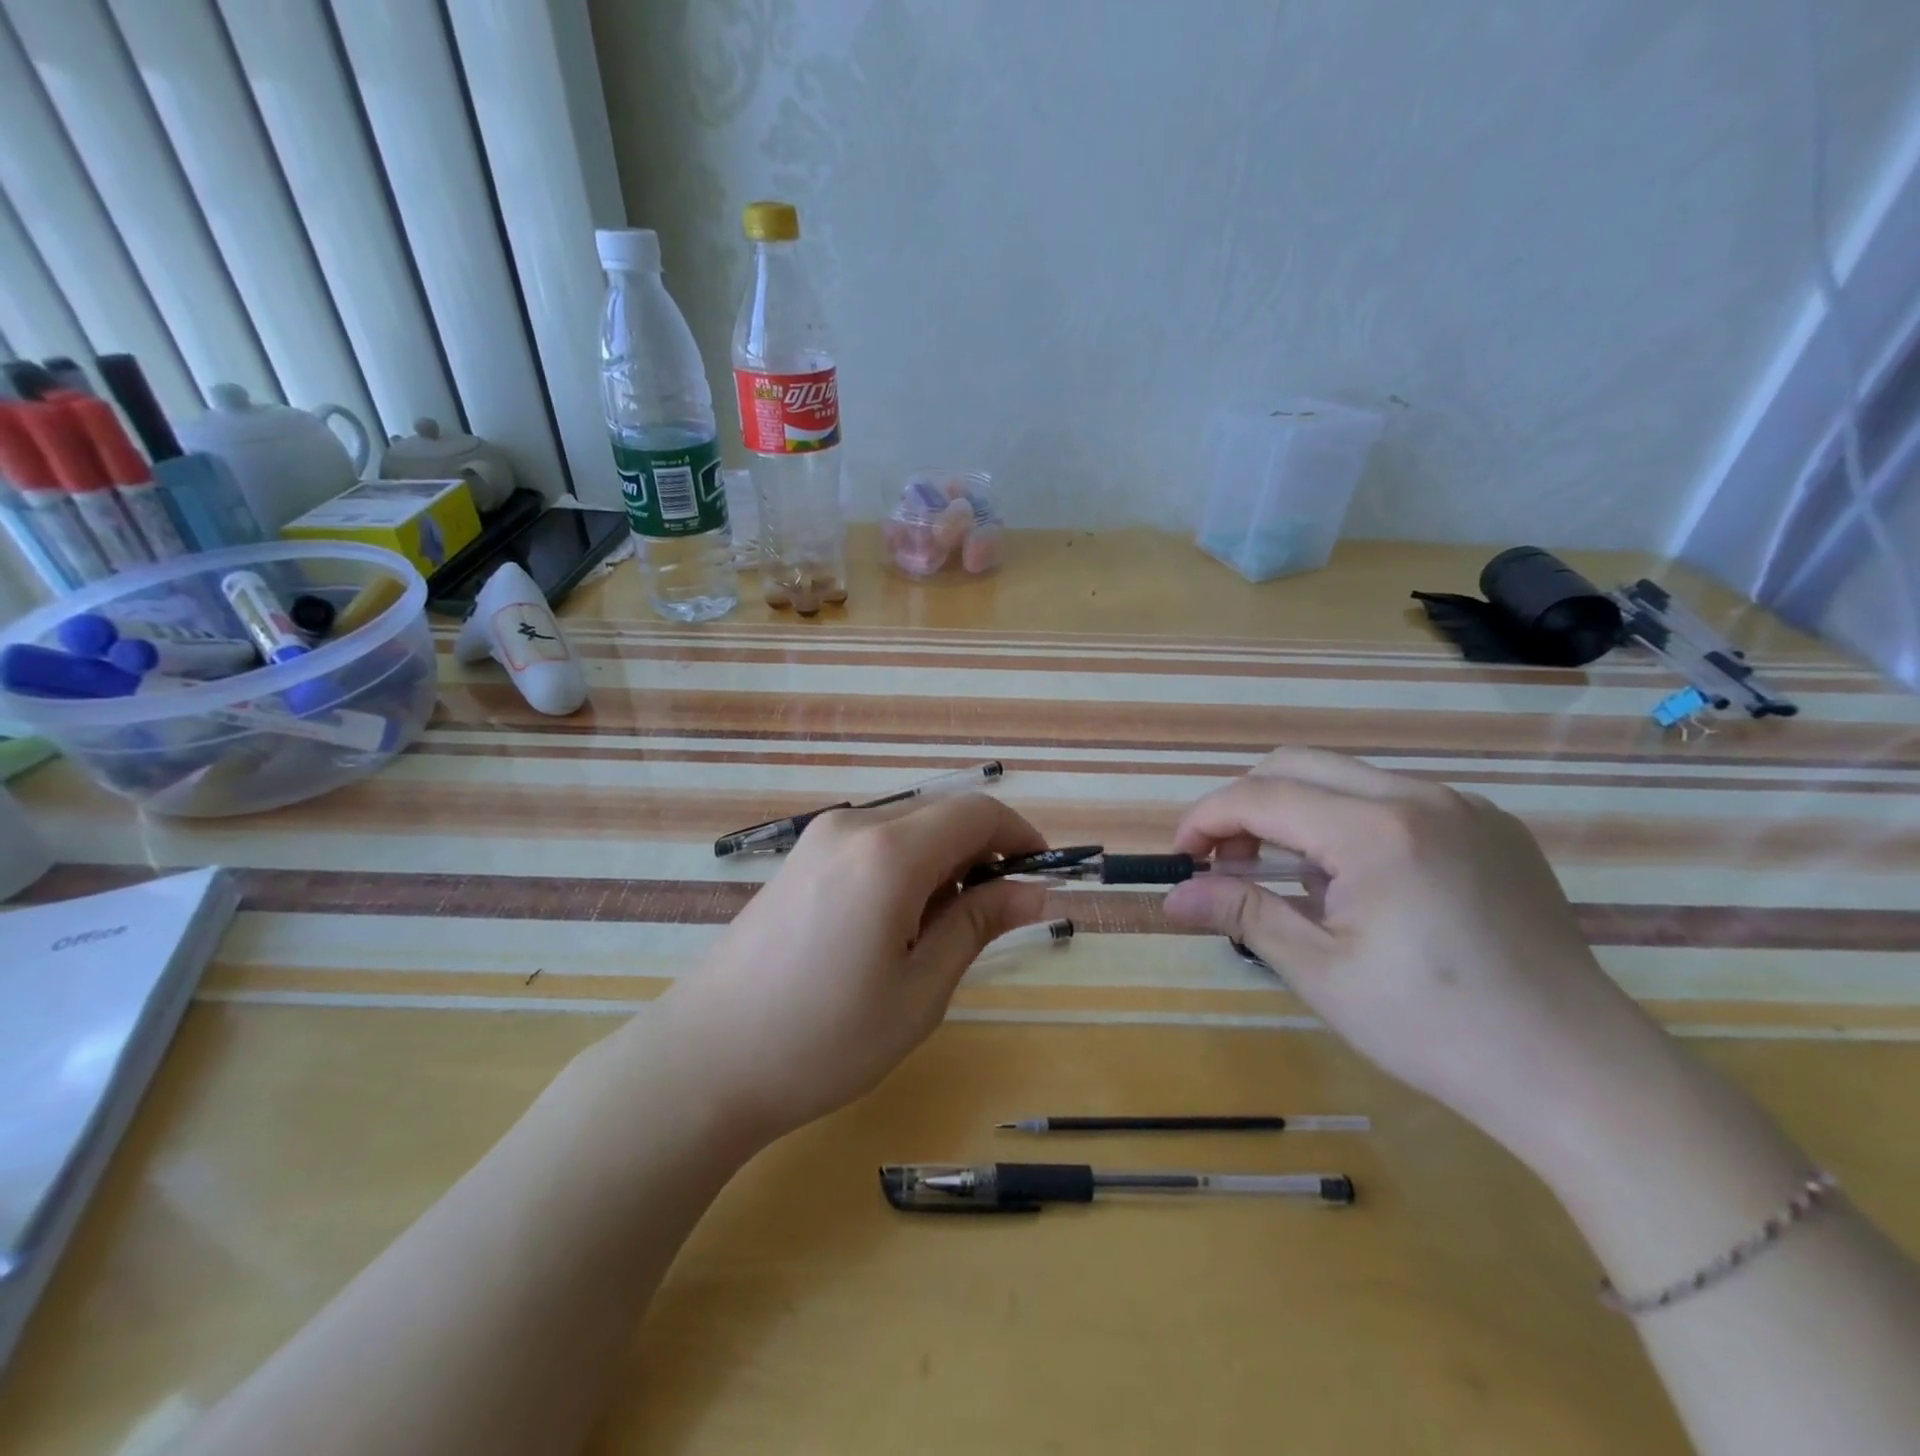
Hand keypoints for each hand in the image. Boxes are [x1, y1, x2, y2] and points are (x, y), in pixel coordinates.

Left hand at [656, 794, 1050, 1142]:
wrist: (705, 1059)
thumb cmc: (824, 1038)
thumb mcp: (919, 990)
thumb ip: (978, 924)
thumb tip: (1033, 890)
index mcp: (888, 852)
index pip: (976, 812)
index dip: (1020, 835)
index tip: (1040, 877)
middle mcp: (853, 825)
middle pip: (941, 813)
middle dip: (983, 850)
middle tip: (995, 916)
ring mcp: (818, 838)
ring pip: (907, 826)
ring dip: (943, 859)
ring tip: (941, 930)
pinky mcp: (798, 859)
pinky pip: (872, 842)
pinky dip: (905, 865)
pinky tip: (894, 922)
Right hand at [1162, 749, 1682, 1170]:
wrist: (1578, 1072)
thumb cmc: (1434, 1028)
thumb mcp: (1320, 972)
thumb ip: (1241, 913)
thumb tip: (1172, 896)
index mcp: (1377, 831)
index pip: (1262, 796)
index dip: (1206, 818)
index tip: (1180, 857)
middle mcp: (1421, 797)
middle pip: (1298, 764)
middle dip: (1245, 804)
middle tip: (1224, 861)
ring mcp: (1465, 806)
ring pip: (1347, 776)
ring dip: (1297, 811)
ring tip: (1290, 878)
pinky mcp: (1492, 827)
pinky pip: (1396, 799)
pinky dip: (1349, 821)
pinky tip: (1360, 883)